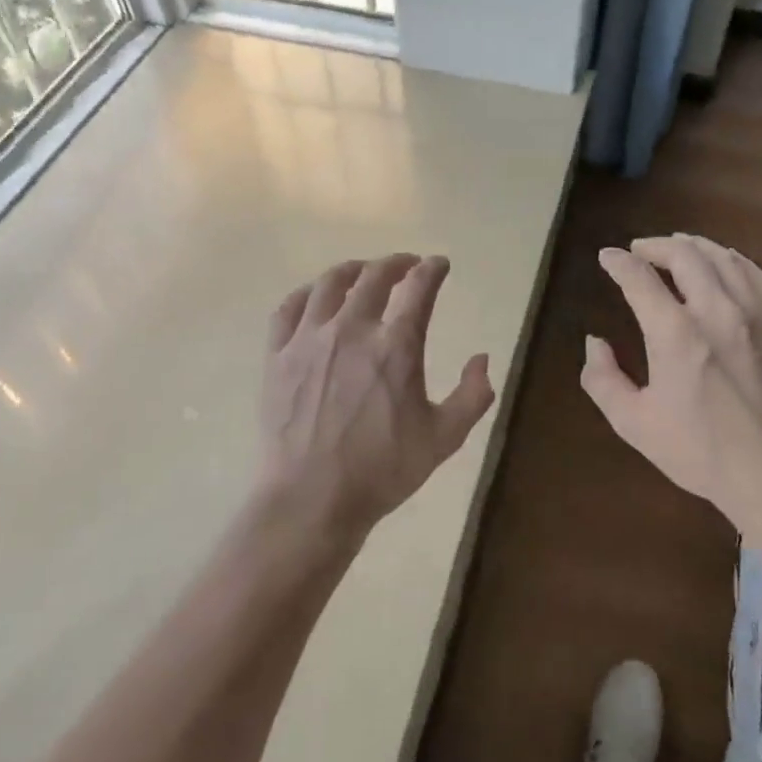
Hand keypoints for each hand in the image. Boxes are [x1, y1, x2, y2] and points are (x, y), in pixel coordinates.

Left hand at [261, 254, 494, 539]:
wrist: (311, 499)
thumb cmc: (382, 470)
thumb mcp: (444, 438)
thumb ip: (472, 395)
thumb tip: (483, 358)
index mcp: (396, 345)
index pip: (419, 287)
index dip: (432, 269)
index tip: (439, 264)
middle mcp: (351, 329)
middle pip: (374, 276)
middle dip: (396, 263)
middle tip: (407, 265)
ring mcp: (309, 339)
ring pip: (330, 283)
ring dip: (353, 270)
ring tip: (363, 272)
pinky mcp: (277, 355)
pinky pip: (289, 308)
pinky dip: (308, 293)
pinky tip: (316, 297)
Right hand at [580, 234, 761, 529]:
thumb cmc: (701, 451)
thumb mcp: (633, 423)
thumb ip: (603, 379)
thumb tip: (595, 342)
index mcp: (675, 333)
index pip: (639, 278)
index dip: (618, 262)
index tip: (607, 257)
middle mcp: (717, 310)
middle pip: (685, 255)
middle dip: (656, 246)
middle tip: (641, 250)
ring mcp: (758, 313)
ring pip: (725, 258)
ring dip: (695, 247)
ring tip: (680, 249)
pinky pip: (758, 275)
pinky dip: (734, 262)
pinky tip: (726, 266)